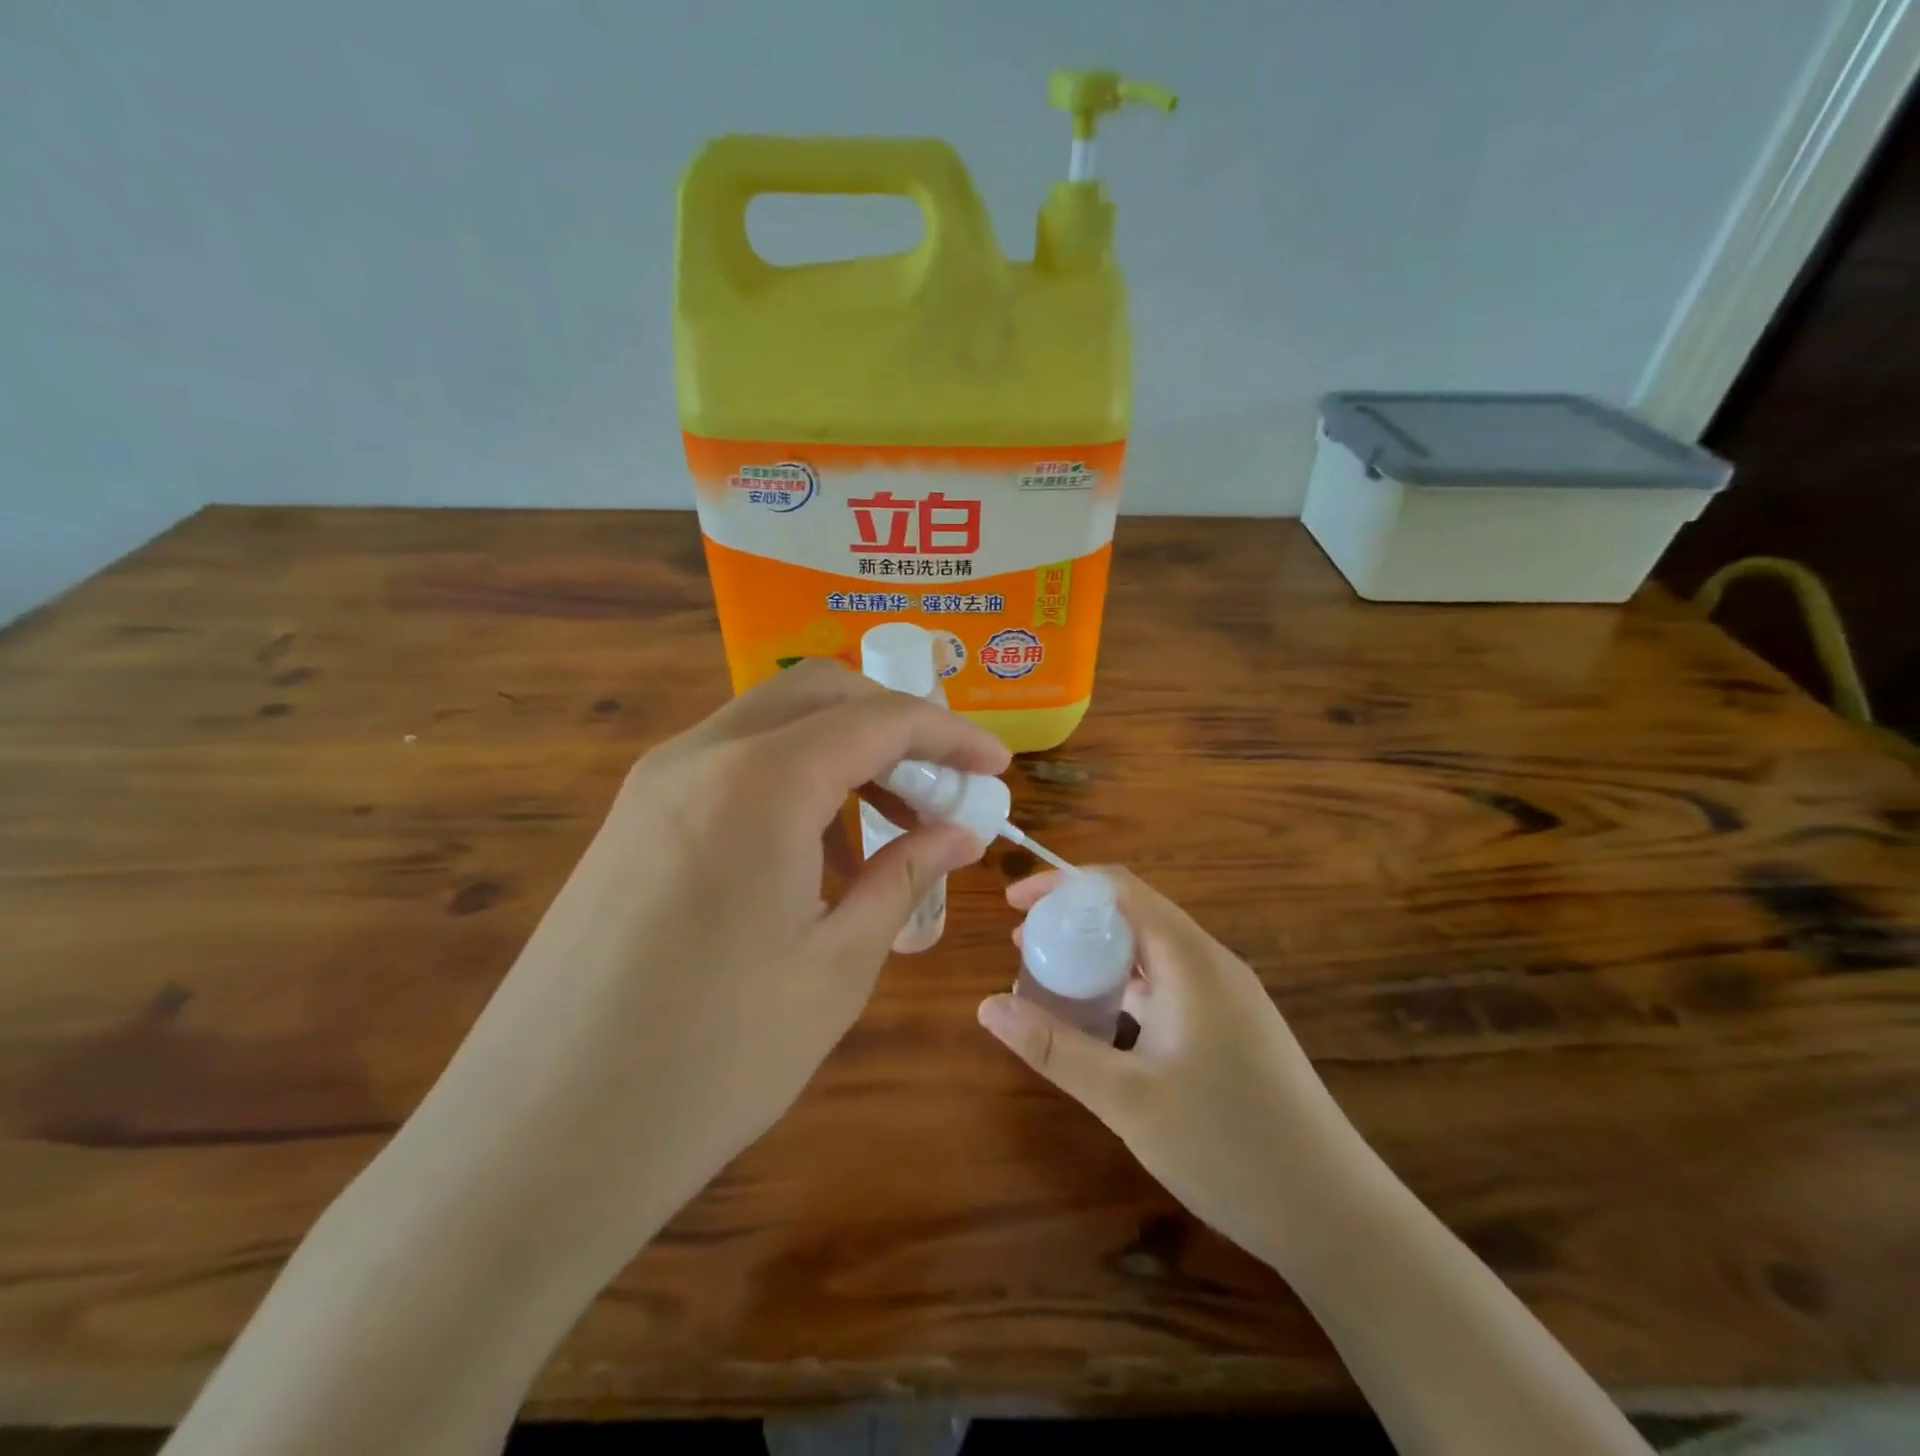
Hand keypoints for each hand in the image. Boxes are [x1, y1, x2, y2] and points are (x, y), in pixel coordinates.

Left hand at [408, 661, 1008, 1293]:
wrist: (536, 1143)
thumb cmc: (713, 1060)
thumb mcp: (837, 966)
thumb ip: (904, 876)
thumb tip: (961, 832)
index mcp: (762, 781)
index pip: (879, 719)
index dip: (950, 735)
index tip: (998, 765)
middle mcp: (701, 755)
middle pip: (820, 693)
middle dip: (894, 723)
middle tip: (940, 785)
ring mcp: (654, 783)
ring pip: (771, 723)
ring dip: (840, 750)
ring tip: (885, 824)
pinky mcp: (629, 820)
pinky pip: (729, 765)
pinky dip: (789, 778)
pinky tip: (811, 852)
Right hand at [977, 869, 1358, 1268]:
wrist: (1335, 1215)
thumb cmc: (1228, 1146)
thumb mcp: (1126, 1098)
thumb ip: (1055, 1048)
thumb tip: (988, 1006)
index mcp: (1190, 960)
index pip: (1119, 888)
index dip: (1063, 885)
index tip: (1015, 902)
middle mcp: (1212, 964)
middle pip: (1135, 915)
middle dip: (1075, 921)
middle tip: (1023, 946)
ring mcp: (1228, 998)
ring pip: (1152, 953)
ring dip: (1100, 957)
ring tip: (1051, 980)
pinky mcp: (1234, 1029)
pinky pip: (1170, 986)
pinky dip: (1127, 989)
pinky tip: (1102, 1024)